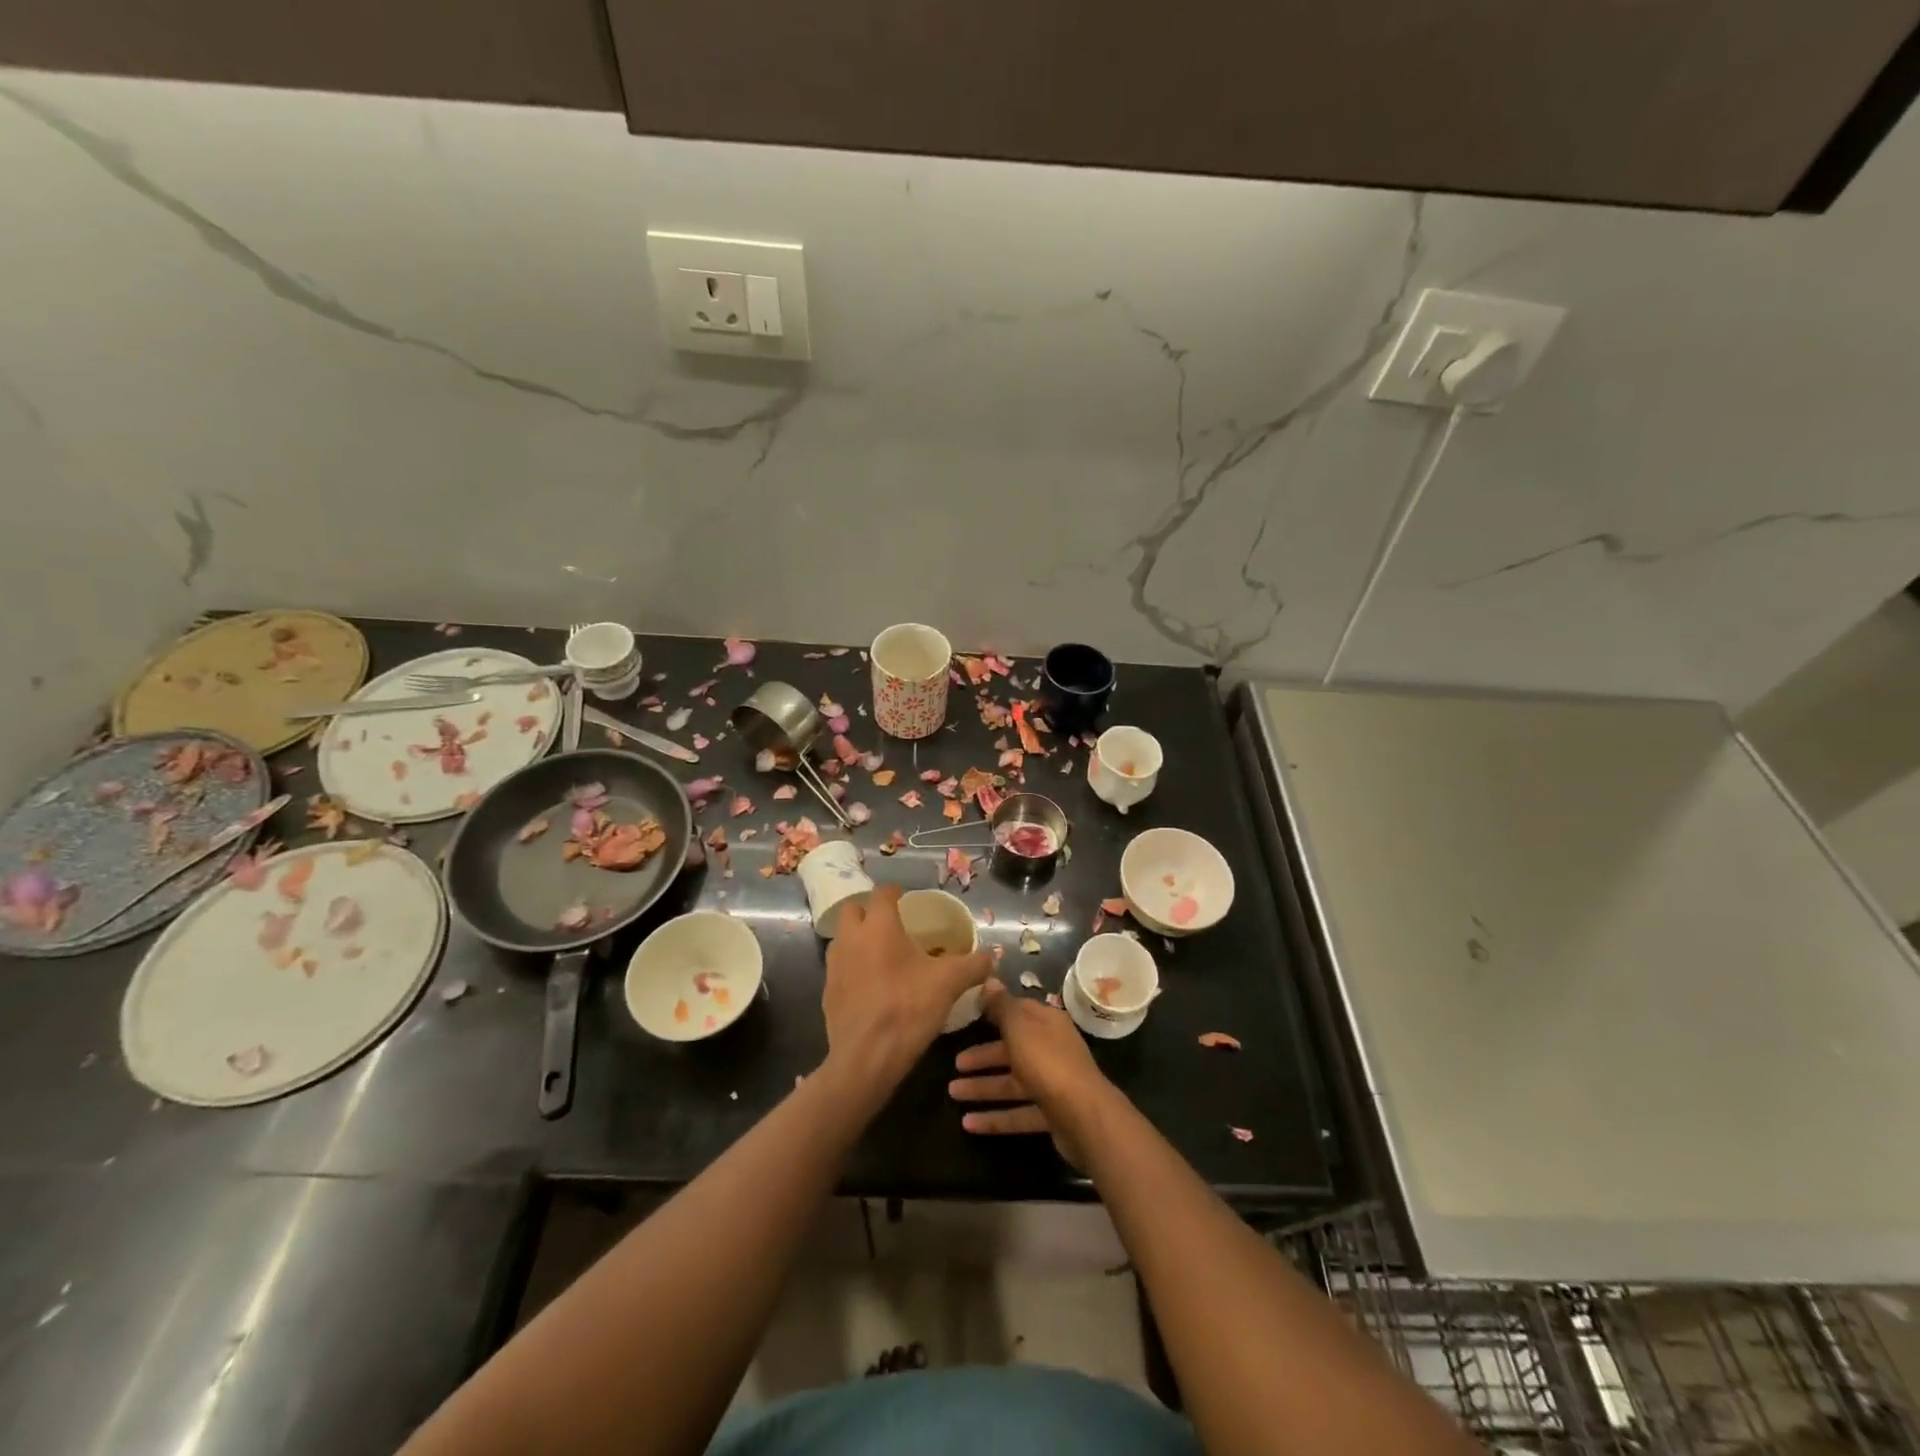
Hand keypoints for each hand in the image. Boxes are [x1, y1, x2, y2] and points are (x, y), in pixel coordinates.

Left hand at [821, 884, 991, 1109]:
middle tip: (892, 925)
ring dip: (858, 939)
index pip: (882, 893)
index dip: (895, 892)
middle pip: (853, 910)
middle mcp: (850, 938)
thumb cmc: (908, 1009)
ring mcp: (834, 966)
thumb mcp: (949, 984)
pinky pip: (839, 968)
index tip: (907, 898)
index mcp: (878, 926)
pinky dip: (853, 968)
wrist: (867, 1059)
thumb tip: (991, 957)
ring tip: (882, 954)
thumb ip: (973, 965)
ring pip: (842, 938)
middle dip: (870, 912)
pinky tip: (871, 986)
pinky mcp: (827, 992)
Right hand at [948, 978, 1119, 1166]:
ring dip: (983, 1088)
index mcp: (1048, 1023)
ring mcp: (1053, 1083)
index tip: (968, 1014)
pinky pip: (1019, 1113)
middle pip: (1012, 1049)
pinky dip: (995, 1118)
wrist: (1085, 1117)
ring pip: (1012, 1083)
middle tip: (954, 1063)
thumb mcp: (1020, 1027)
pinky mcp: (1052, 1114)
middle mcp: (1052, 1049)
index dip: (994, 1011)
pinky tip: (969, 1124)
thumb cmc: (1048, 1062)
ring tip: (952, 1093)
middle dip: (983, 1057)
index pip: (1018, 1011)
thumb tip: (990, 979)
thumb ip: (1002, 1006)